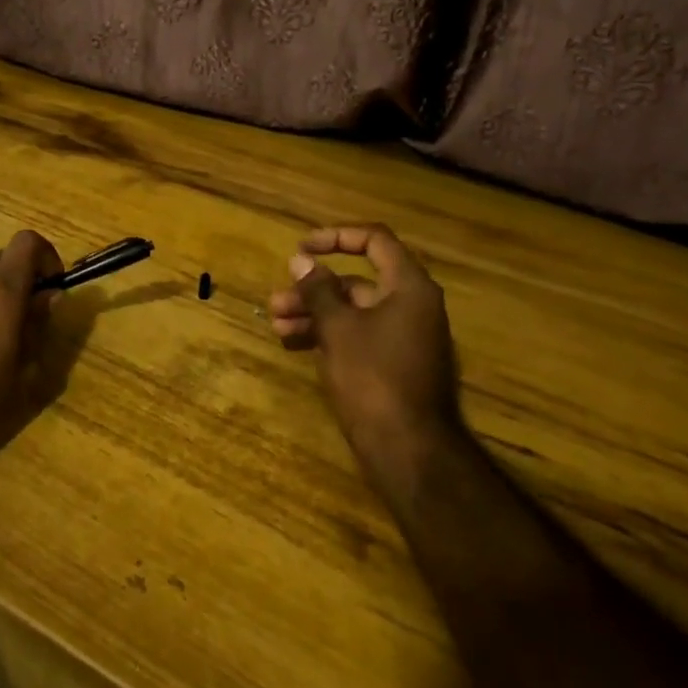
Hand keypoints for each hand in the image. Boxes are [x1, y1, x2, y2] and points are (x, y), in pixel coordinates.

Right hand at [267, 224, 462, 485]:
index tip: (302, 249)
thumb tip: (301, 260)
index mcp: (408, 287)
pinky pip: (358, 335)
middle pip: (357, 281)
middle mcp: (411, 305)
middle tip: (278, 299)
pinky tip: (295, 344)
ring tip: (277, 325)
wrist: (409, 450)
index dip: (335, 237)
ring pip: (352, 311)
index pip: (374, 240)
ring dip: (314, 313)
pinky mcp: (394, 364)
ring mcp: (404, 337)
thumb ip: (318, 289)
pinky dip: (329, 335)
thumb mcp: (338, 327)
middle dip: (313, 288)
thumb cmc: (373, 376)